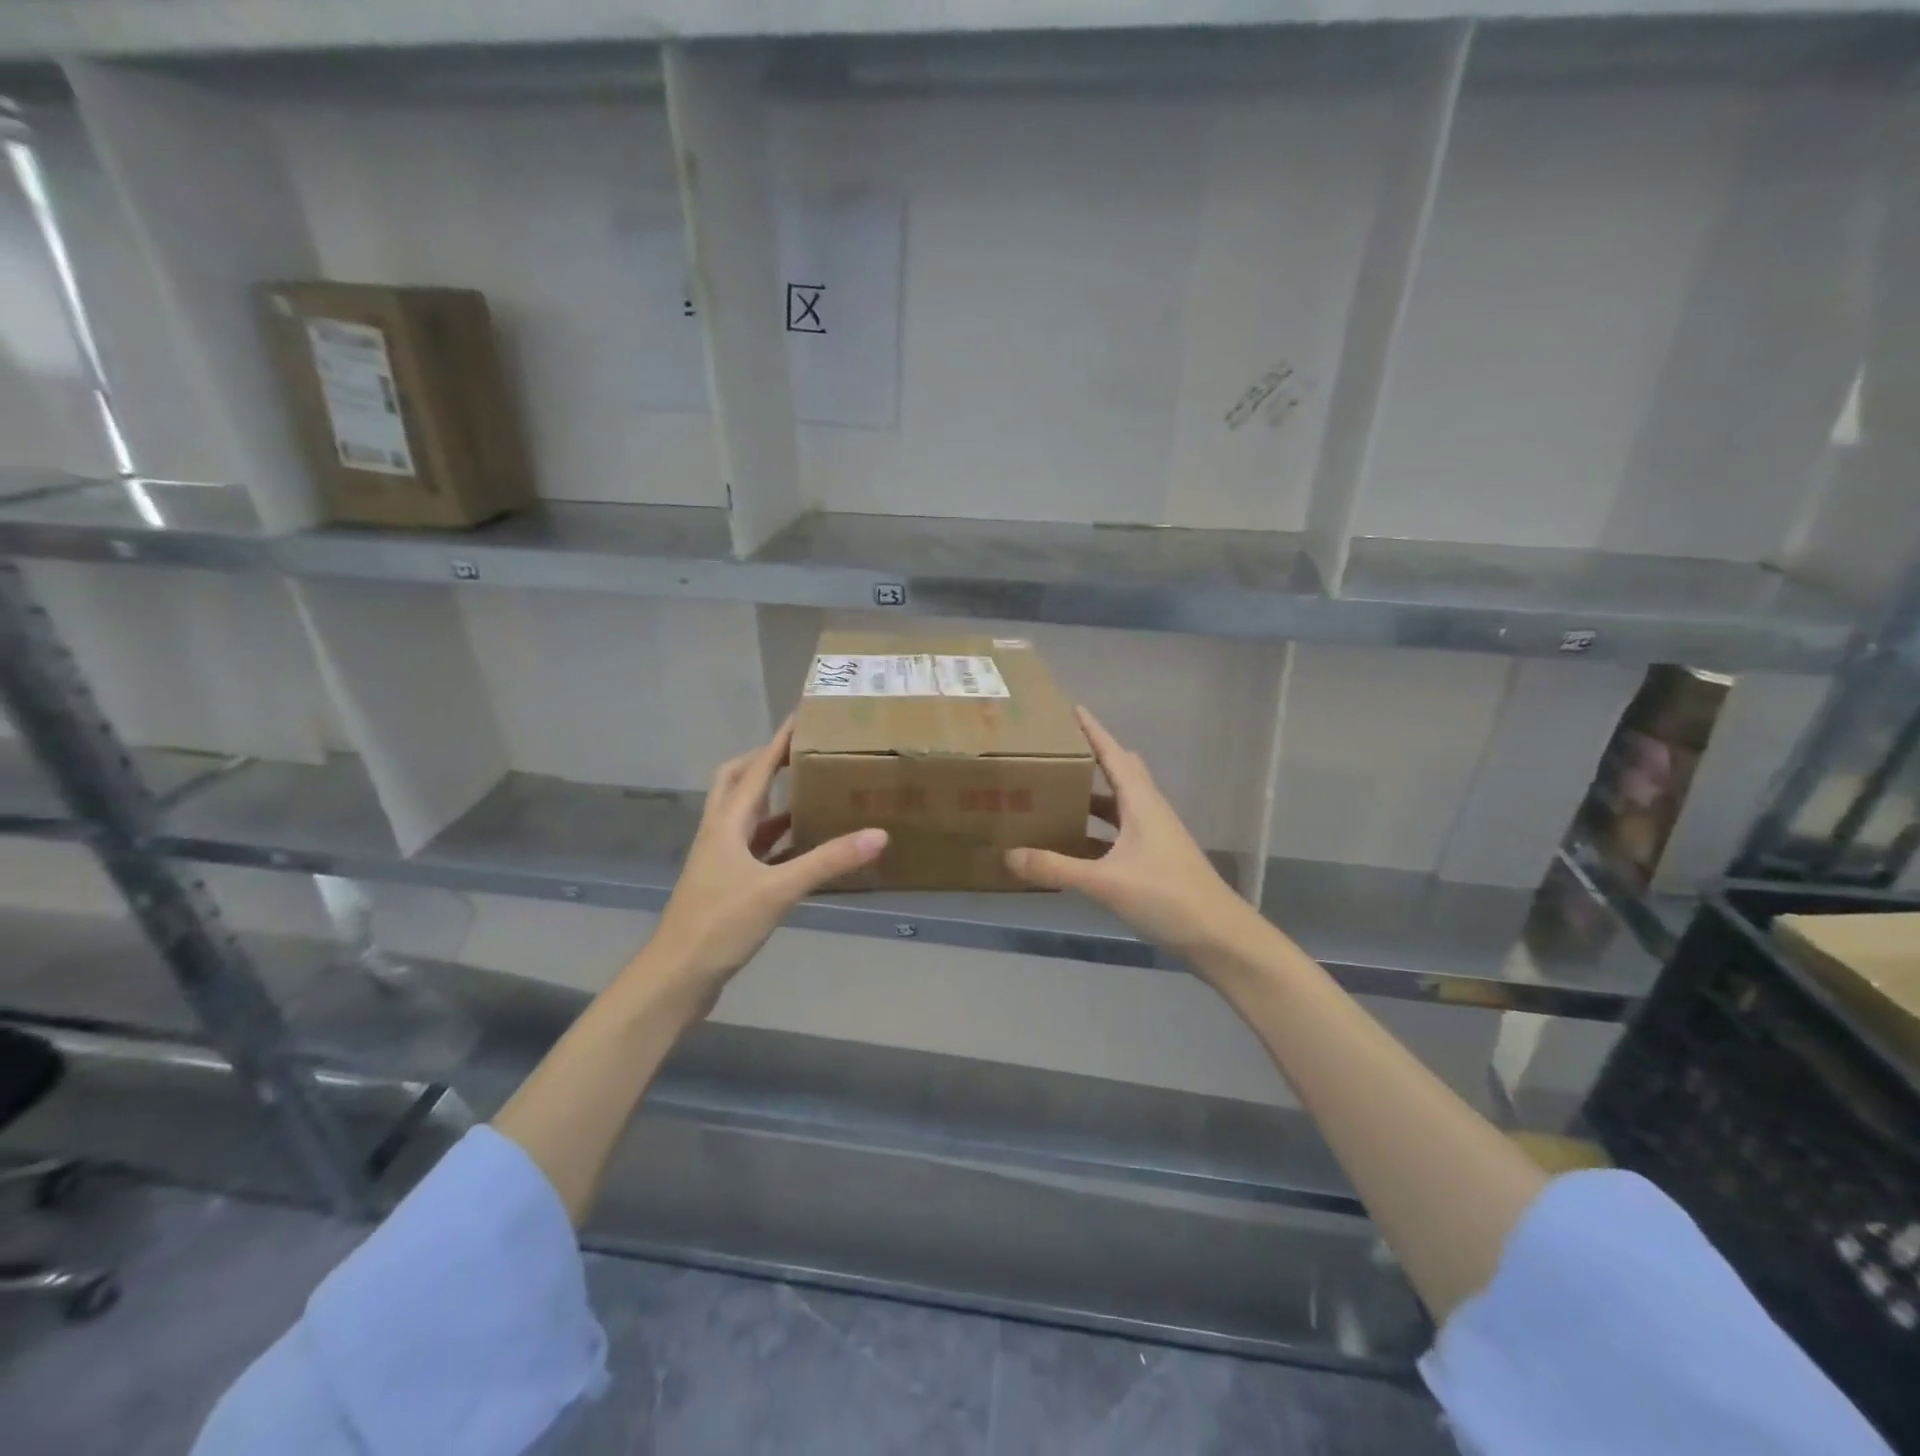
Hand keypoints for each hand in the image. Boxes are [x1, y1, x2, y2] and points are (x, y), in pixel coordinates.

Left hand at [637, 719, 885, 1009]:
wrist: (677, 976)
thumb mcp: (779, 889)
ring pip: (747, 817)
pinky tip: (803, 847)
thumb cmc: (721, 923)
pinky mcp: (727, 884)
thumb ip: (828, 861)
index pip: (756, 769)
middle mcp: (721, 833)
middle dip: (765, 763)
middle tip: (800, 755)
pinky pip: (756, 849)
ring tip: (809, 793)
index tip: (801, 718)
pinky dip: (777, 839)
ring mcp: (721, 860)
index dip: (778, 742)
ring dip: (773, 801)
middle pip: (738, 783)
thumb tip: (879, 835)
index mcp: (727, 822)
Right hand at [1004, 707, 1263, 968]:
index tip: (1070, 708)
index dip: (1093, 730)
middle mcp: (1148, 811)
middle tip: (1056, 752)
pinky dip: (1096, 830)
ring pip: (1118, 804)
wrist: (1218, 936)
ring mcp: (1153, 836)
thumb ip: (1056, 868)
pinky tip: (1073, 843)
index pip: (1113, 754)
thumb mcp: (1106, 882)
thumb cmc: (1167, 896)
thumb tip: (1009, 855)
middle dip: (1091, 757)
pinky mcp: (1153, 859)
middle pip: (1119, 772)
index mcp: (1141, 802)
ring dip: (1091, 796)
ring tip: (1054, 793)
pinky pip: (1118, 832)